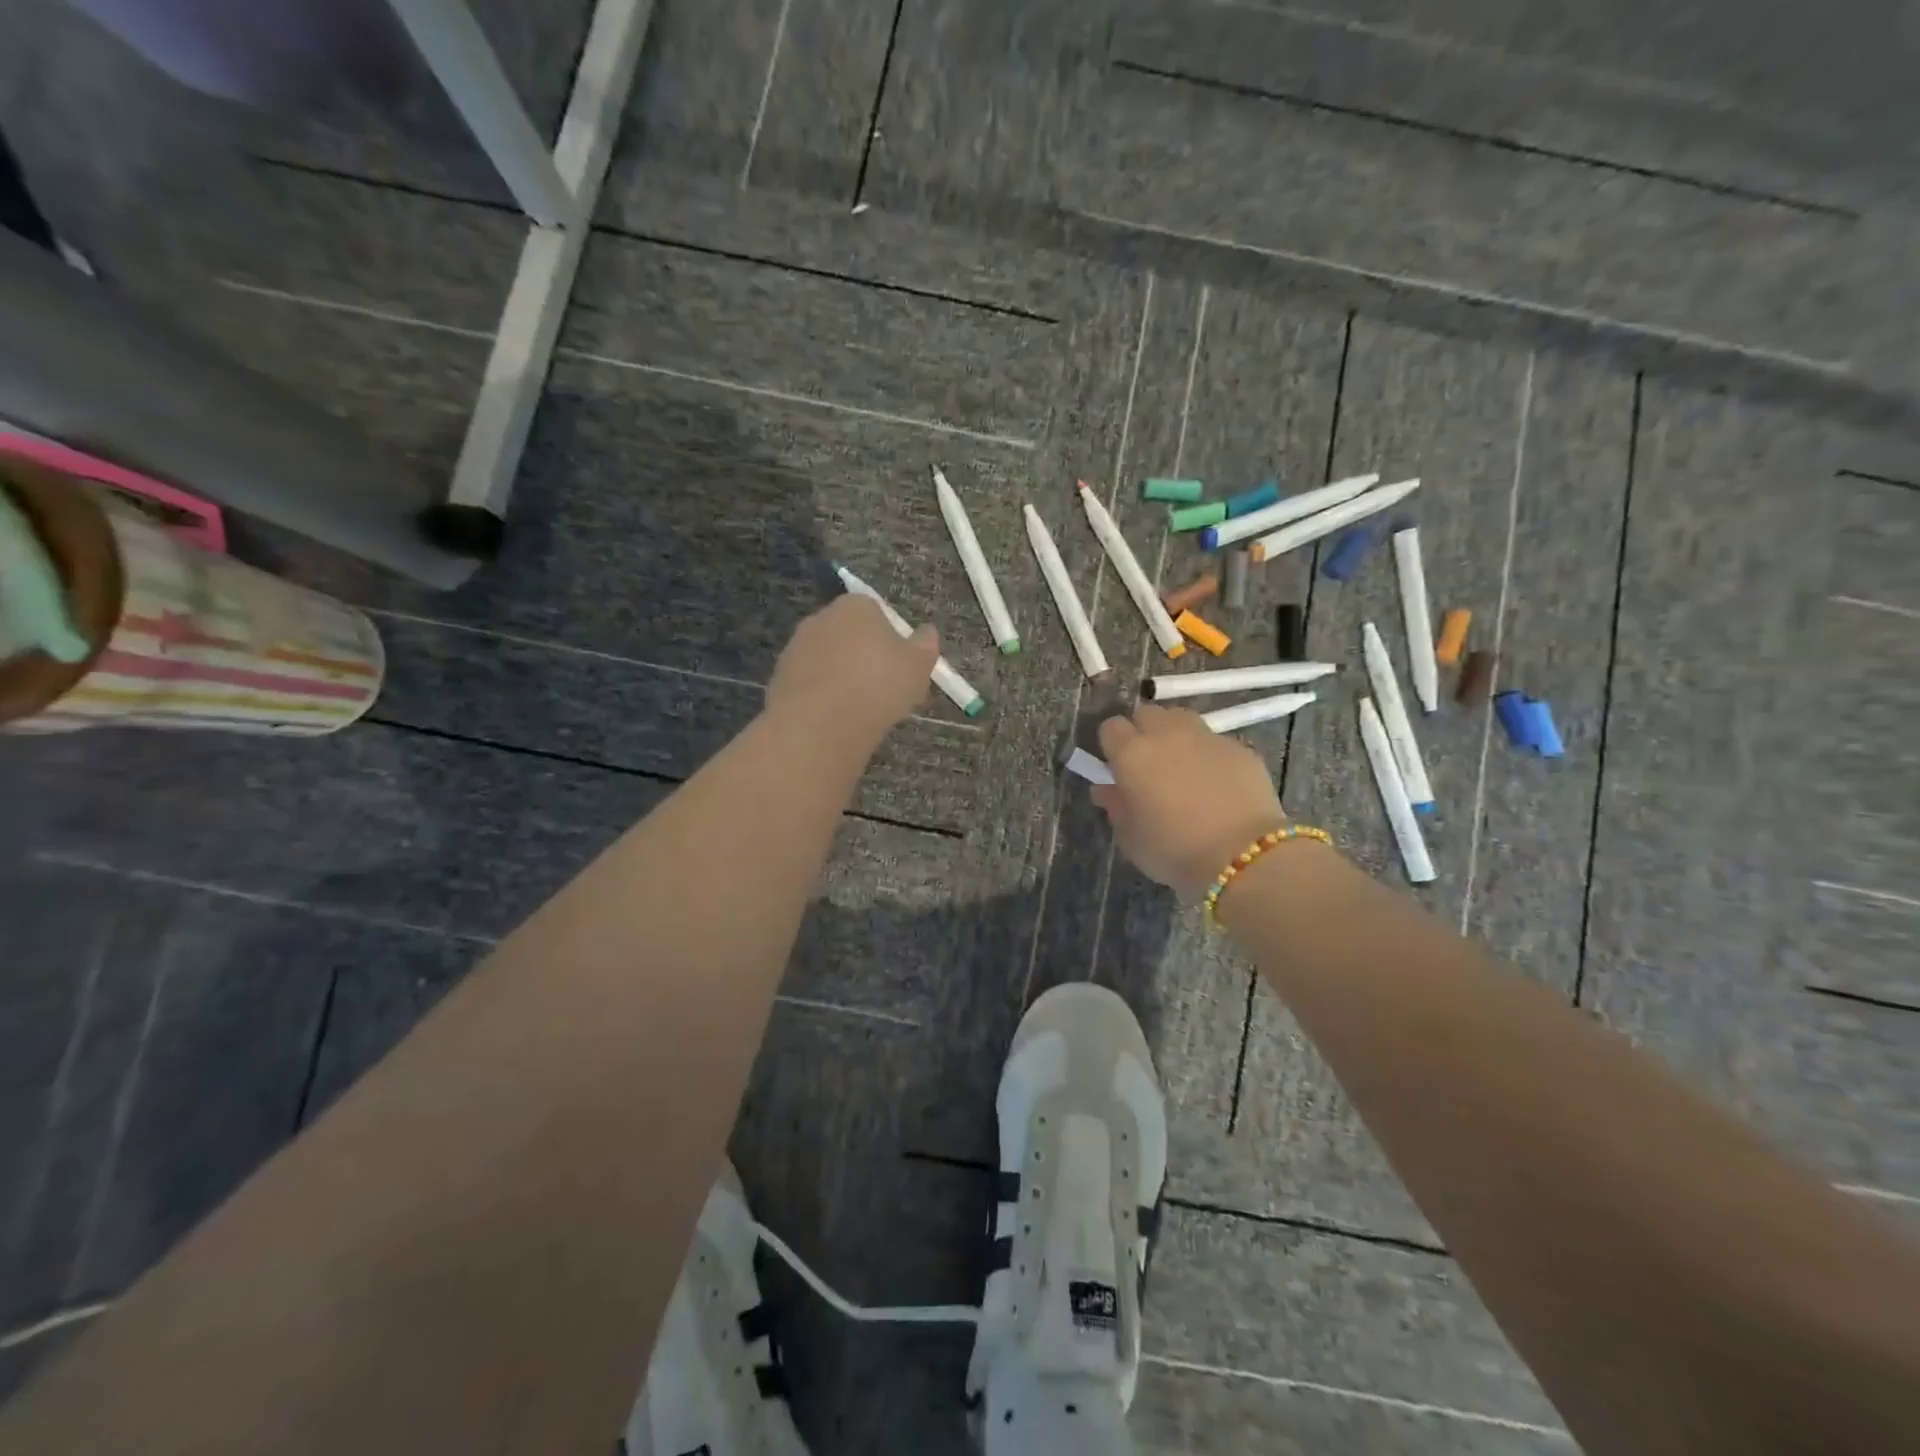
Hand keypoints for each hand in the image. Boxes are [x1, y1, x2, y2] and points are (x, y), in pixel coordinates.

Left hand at [766, 595, 938, 742]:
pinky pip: (811, 683)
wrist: (821, 724)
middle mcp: (821, 618)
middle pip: (849, 634)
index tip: (901, 666)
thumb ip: (925, 645)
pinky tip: (835, 719)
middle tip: (884, 690)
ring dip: (842, 677)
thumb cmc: (878, 685)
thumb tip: (927, 632)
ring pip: (828, 660)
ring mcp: (796, 647)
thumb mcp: (918, 666)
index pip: (877, 612)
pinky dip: (822, 696)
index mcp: (855, 606)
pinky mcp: (779, 677)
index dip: (891, 639)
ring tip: (860, 710)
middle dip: (864, 656)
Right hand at [1092, 703, 1289, 899]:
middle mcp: (1167, 734)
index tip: (1117, 767)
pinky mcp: (1240, 748)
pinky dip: (1209, 754)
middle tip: (1148, 764)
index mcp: (1132, 754)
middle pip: (1147, 713)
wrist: (1243, 856)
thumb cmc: (1174, 850)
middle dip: (1143, 731)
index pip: (1111, 727)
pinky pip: (1215, 741)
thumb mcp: (1131, 838)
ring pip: (1182, 719)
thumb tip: (1106, 789)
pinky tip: (1217, 783)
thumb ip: (1115, 806)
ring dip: (1175, 734)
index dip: (1112, 745)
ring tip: (1182, 765)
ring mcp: (1207, 738)